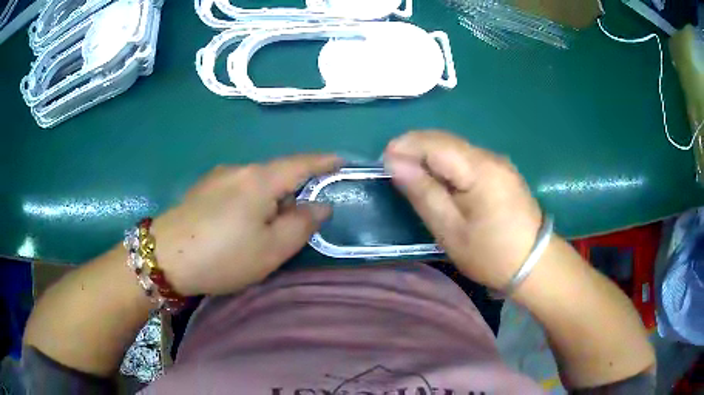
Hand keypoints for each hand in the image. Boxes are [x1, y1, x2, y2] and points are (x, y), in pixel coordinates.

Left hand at [150, 154, 338, 295]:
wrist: (164, 257)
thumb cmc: (223, 255)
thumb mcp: (272, 249)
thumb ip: (302, 225)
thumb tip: (320, 205)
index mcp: (260, 179)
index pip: (301, 163)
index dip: (323, 162)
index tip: (340, 161)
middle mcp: (239, 169)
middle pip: (276, 175)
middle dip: (291, 193)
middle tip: (294, 225)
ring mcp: (216, 177)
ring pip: (255, 183)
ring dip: (268, 201)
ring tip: (261, 233)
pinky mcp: (201, 189)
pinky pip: (236, 189)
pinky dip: (248, 203)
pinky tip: (237, 227)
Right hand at [384, 131, 541, 289]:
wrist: (534, 264)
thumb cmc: (491, 254)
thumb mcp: (451, 230)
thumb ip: (423, 192)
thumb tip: (394, 163)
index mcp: (479, 170)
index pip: (435, 144)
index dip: (405, 146)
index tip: (383, 162)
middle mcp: (490, 157)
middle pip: (445, 140)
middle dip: (415, 148)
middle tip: (393, 169)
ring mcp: (498, 162)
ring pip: (455, 147)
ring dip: (430, 155)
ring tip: (412, 174)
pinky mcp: (501, 171)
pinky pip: (467, 157)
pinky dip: (446, 163)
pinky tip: (439, 179)